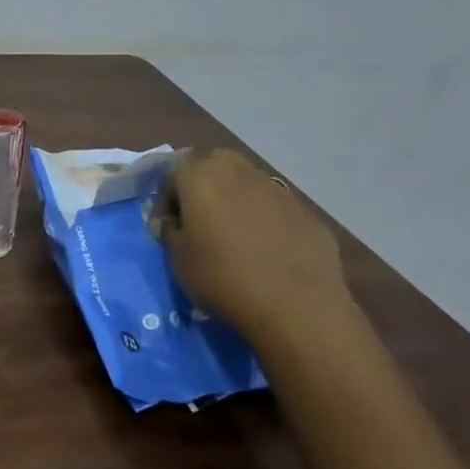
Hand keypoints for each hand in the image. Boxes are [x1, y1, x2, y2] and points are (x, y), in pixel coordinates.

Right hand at [157, 149, 352, 345]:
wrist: (295, 304)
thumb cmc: (222, 277)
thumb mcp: (178, 259)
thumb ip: (170, 232)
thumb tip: (173, 223)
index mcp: (200, 176)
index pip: (172, 175)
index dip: (165, 202)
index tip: (166, 227)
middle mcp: (238, 171)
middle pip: (213, 164)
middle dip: (202, 184)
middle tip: (198, 217)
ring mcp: (277, 189)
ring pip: (247, 182)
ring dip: (235, 199)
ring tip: (233, 233)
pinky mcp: (305, 211)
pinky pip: (274, 207)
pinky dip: (264, 219)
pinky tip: (265, 249)